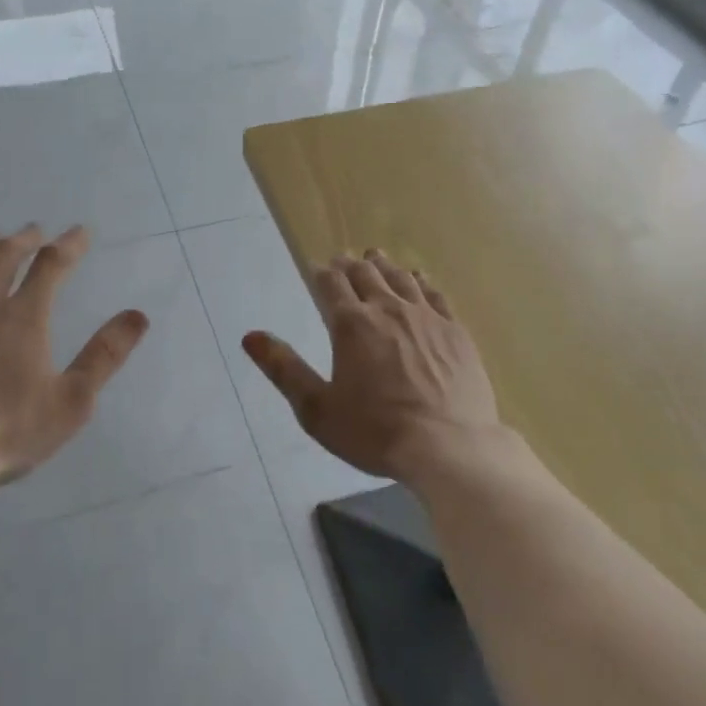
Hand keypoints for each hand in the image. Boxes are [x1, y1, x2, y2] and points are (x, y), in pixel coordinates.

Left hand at [0, 224, 149, 483]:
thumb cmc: (8, 432)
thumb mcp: (72, 401)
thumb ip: (105, 355)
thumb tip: (138, 315)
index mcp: (23, 318)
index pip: (51, 266)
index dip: (69, 244)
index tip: (81, 232)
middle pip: (2, 256)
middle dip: (22, 239)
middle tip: (33, 231)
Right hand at [242, 249, 500, 484]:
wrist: (449, 447)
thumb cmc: (376, 432)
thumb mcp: (317, 409)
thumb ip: (284, 369)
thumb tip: (250, 337)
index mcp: (351, 324)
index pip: (331, 283)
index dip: (322, 273)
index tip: (318, 271)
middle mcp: (387, 309)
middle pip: (365, 273)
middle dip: (350, 264)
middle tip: (344, 261)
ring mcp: (426, 316)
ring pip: (400, 277)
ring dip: (383, 265)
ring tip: (375, 258)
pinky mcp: (455, 329)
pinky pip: (434, 293)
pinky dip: (420, 280)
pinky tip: (418, 279)